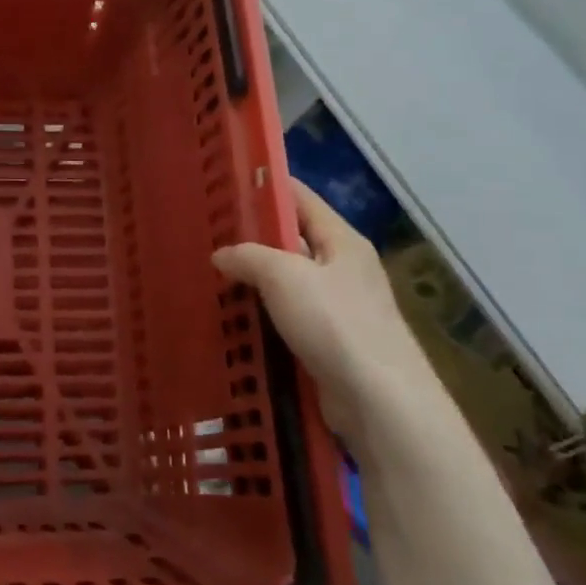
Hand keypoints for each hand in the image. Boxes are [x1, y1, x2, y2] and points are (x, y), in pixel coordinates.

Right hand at [213, 181, 439, 455]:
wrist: (378, 399)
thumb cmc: (335, 323)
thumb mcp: (284, 276)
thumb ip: (249, 256)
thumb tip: (222, 255)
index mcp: (342, 241)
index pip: (301, 198)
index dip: (266, 187)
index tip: (227, 185)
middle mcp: (343, 268)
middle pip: (292, 241)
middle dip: (252, 239)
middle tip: (206, 236)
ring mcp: (338, 307)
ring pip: (286, 283)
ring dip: (253, 282)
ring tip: (210, 278)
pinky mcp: (329, 342)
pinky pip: (287, 318)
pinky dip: (262, 316)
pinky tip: (232, 319)